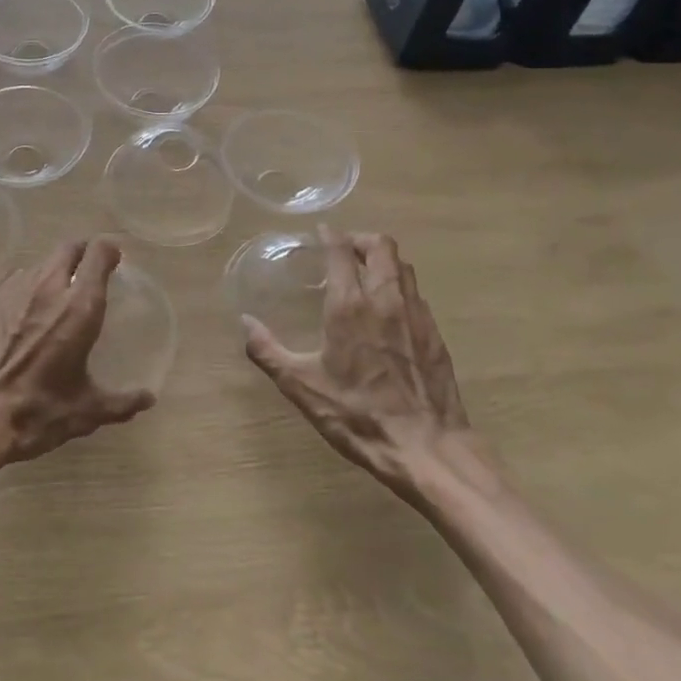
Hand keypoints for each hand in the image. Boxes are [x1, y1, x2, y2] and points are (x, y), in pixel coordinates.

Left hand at [0, 238, 155, 483]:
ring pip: (43, 261)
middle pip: (69, 248)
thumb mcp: (84, 412)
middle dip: (84, 252)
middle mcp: (49, 286)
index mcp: (79, 305)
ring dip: (57, 268)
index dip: (110, 251)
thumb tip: (147, 399)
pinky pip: (20, 279)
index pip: (98, 254)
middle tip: (91, 270)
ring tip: (62, 291)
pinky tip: (31, 309)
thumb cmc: (34, 410)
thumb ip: (120, 403)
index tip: (116, 260)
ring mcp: (16, 290)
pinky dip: (33, 284)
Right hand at [241, 227, 483, 509]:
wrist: (428, 449)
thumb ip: (268, 351)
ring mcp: (416, 314)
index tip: (320, 232)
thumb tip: (245, 322)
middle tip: (344, 248)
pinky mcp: (435, 334)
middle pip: (381, 245)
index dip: (329, 235)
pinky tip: (389, 309)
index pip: (340, 250)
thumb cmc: (359, 415)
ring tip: (366, 272)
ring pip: (403, 266)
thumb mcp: (303, 386)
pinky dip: (400, 286)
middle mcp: (385, 299)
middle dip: (361, 239)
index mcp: (349, 305)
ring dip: (383, 259)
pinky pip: (416, 293)